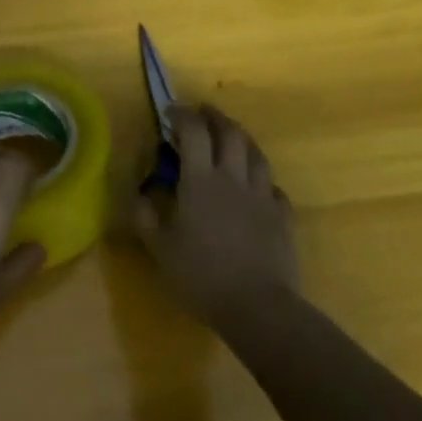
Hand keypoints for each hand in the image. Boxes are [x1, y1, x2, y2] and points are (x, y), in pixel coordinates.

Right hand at [134, 106, 300, 333]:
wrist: (259, 308)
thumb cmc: (203, 276)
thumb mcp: (160, 250)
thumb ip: (146, 218)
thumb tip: (139, 195)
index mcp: (201, 180)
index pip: (194, 131)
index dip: (182, 115)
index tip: (170, 112)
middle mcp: (233, 178)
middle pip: (229, 132)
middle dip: (214, 117)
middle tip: (202, 113)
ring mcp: (262, 196)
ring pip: (256, 153)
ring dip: (242, 139)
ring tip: (232, 138)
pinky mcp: (283, 217)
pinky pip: (274, 188)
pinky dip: (263, 179)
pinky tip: (258, 187)